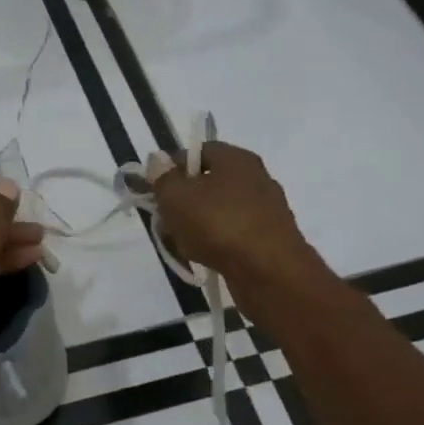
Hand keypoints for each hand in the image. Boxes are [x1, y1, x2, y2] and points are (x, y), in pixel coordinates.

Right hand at [148, 141, 319, 285]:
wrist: (269, 272)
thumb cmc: (218, 224)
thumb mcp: (176, 196)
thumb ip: (162, 177)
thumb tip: (157, 161)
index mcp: (236, 159)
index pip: (198, 152)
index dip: (171, 167)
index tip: (154, 189)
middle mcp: (256, 178)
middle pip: (207, 183)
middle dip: (182, 201)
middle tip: (165, 219)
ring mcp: (265, 210)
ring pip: (217, 211)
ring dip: (195, 225)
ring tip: (181, 244)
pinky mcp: (269, 239)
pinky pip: (232, 234)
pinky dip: (215, 243)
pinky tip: (203, 258)